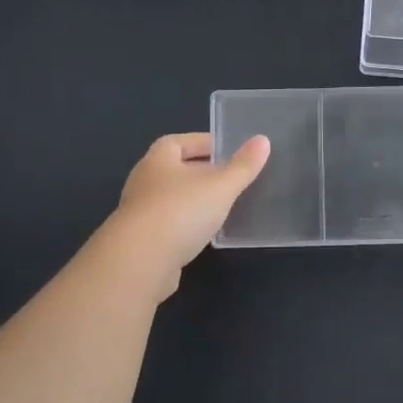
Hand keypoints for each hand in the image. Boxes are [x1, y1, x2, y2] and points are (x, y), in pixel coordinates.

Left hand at [112, 131, 270, 276]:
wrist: (139, 262)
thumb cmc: (180, 212)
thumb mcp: (221, 186)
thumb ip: (243, 166)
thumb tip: (263, 140)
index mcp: (158, 160)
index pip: (178, 141)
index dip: (202, 142)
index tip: (227, 150)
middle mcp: (144, 181)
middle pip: (174, 170)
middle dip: (200, 172)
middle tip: (229, 178)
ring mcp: (139, 213)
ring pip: (171, 199)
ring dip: (193, 200)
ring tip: (221, 206)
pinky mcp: (141, 242)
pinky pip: (168, 225)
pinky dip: (186, 225)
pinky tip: (204, 234)